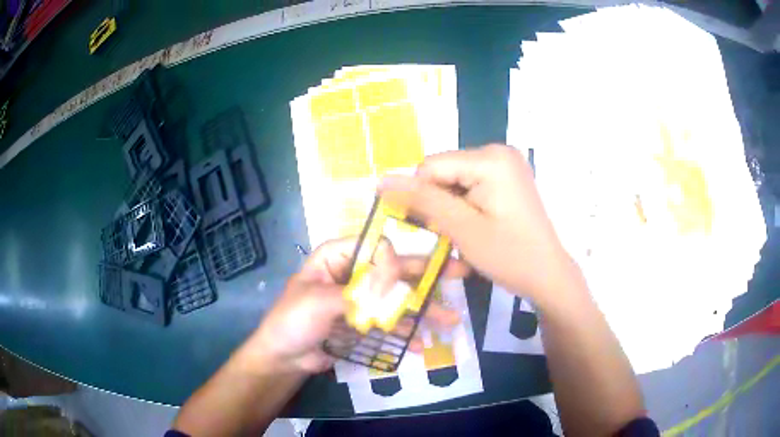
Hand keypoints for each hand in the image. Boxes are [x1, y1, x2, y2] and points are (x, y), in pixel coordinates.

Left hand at [241, 237, 468, 374]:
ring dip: (422, 312)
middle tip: (460, 273)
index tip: (428, 267)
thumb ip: (358, 292)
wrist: (284, 358)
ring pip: (396, 300)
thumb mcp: (320, 302)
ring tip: (449, 321)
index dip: (403, 255)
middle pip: (394, 272)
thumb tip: (396, 280)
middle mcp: (353, 273)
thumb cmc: (293, 321)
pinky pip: (389, 324)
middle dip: (425, 279)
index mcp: (337, 257)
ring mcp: (361, 299)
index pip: (377, 248)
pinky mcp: (364, 323)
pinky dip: (405, 334)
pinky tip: (421, 346)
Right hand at [379, 145, 574, 306]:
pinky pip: (470, 185)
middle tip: (454, 235)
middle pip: (443, 172)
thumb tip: (381, 180)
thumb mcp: (462, 229)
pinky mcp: (507, 177)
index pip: (430, 166)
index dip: (422, 198)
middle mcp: (498, 151)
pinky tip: (476, 226)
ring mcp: (505, 163)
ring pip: (453, 181)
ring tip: (466, 234)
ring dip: (450, 208)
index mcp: (490, 158)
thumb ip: (422, 201)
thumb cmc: (510, 256)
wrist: (548, 275)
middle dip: (439, 203)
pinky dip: (464, 206)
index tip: (433, 229)